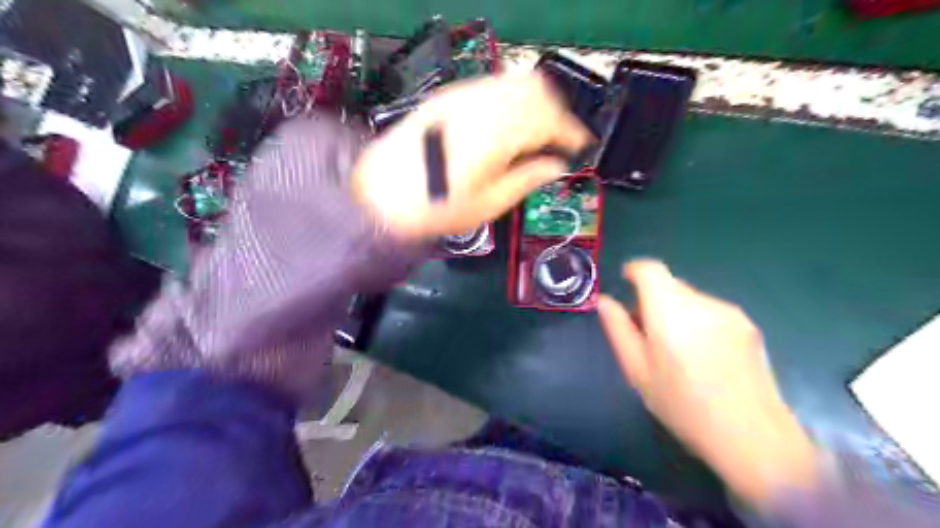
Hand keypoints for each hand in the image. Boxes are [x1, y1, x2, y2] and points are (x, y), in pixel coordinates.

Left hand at [352, 72, 585, 236]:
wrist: (379, 195)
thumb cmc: (435, 207)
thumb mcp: (490, 203)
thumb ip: (528, 178)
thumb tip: (554, 166)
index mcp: (499, 133)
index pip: (551, 120)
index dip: (572, 133)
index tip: (580, 147)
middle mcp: (484, 104)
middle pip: (538, 90)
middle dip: (557, 113)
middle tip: (560, 140)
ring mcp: (463, 96)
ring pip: (515, 82)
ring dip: (536, 103)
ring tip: (537, 133)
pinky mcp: (448, 98)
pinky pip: (492, 87)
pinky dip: (511, 100)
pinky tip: (508, 124)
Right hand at [597, 259, 820, 506]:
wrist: (752, 436)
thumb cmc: (682, 404)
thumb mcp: (637, 370)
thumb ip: (618, 329)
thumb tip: (605, 301)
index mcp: (670, 310)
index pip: (650, 269)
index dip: (634, 271)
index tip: (624, 284)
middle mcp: (702, 302)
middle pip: (670, 285)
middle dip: (652, 300)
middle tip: (645, 334)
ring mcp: (730, 313)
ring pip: (691, 299)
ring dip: (676, 312)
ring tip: (676, 352)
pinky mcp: (749, 326)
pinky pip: (711, 312)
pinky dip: (698, 322)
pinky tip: (703, 358)